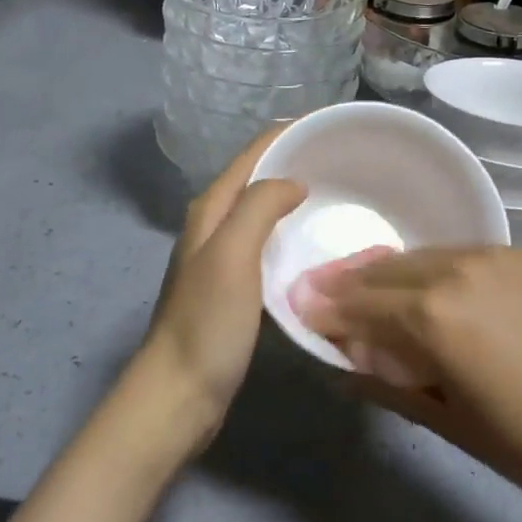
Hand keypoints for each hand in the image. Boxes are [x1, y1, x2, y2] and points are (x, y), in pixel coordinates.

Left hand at [131, 131, 305, 453]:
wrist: (178, 395)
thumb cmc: (206, 322)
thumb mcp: (233, 255)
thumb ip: (259, 207)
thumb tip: (294, 181)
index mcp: (211, 208)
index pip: (252, 153)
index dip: (287, 133)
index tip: (329, 126)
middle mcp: (214, 224)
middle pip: (257, 176)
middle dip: (294, 160)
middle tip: (343, 159)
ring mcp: (222, 256)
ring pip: (262, 209)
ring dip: (293, 195)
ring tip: (337, 193)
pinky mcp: (233, 286)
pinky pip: (266, 241)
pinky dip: (290, 230)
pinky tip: (314, 242)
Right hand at [293, 247, 521, 521]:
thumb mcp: (450, 422)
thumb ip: (388, 381)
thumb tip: (342, 360)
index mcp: (436, 317)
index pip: (362, 304)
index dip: (327, 306)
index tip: (297, 303)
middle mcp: (457, 270)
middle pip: (386, 270)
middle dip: (350, 281)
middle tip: (319, 287)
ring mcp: (493, 255)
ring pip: (422, 256)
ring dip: (390, 271)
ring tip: (367, 284)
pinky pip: (461, 256)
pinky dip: (434, 269)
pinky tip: (430, 289)